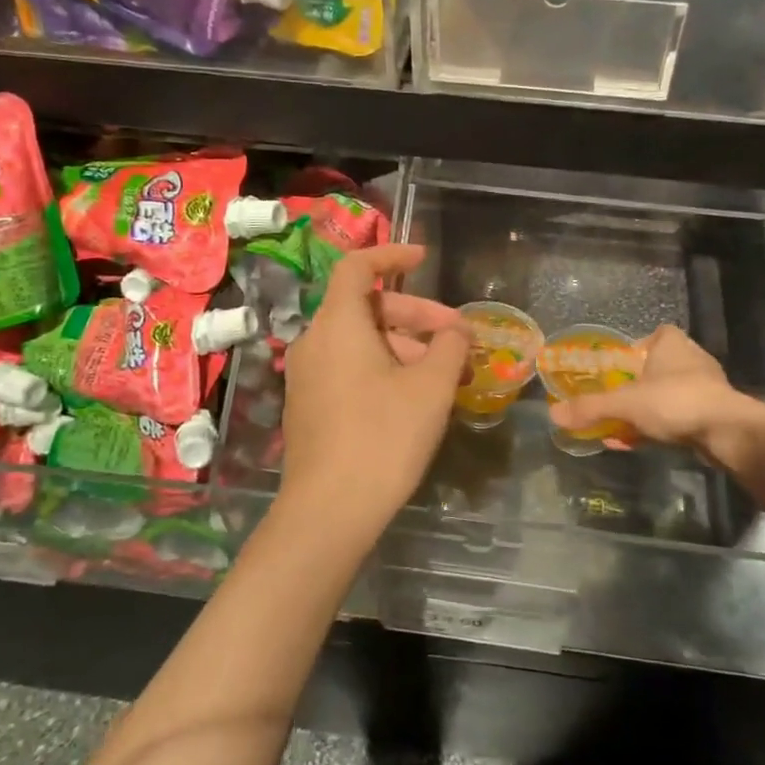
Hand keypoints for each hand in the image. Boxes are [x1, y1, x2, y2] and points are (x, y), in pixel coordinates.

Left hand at [280, 243, 469, 538]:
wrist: (329, 510)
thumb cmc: (383, 437)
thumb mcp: (430, 387)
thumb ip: (450, 347)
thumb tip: (457, 331)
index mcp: (337, 324)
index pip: (358, 267)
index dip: (392, 254)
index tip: (425, 258)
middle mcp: (314, 341)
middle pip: (366, 307)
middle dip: (416, 314)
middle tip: (457, 337)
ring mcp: (307, 375)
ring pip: (360, 341)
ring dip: (404, 345)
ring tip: (445, 374)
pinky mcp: (309, 405)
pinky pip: (349, 367)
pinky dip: (383, 367)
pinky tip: (414, 397)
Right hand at [548, 325, 755, 462]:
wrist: (727, 432)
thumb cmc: (675, 402)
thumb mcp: (625, 404)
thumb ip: (590, 408)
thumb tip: (553, 415)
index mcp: (671, 343)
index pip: (654, 335)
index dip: (635, 348)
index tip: (617, 368)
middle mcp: (691, 359)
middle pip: (657, 367)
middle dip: (636, 384)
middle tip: (614, 398)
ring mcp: (704, 387)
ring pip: (667, 394)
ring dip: (646, 409)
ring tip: (621, 425)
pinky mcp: (712, 413)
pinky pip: (677, 416)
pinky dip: (658, 427)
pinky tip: (637, 443)